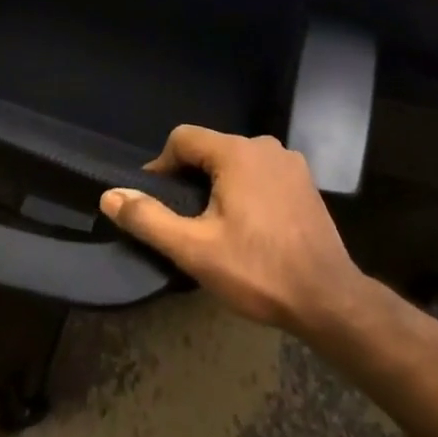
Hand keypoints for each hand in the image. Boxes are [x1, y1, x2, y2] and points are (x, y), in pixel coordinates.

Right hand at [100, 126, 366, 334]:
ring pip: (238, 162)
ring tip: (217, 228)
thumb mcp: (195, 250)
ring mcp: (289, 161)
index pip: (183, 138)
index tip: (155, 201)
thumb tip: (110, 195)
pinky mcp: (306, 182)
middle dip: (192, 179)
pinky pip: (263, 175)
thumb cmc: (257, 271)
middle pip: (212, 150)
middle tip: (186, 222)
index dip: (162, 166)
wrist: (328, 298)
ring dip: (221, 186)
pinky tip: (252, 228)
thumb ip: (149, 219)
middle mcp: (263, 144)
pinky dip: (249, 191)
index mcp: (235, 151)